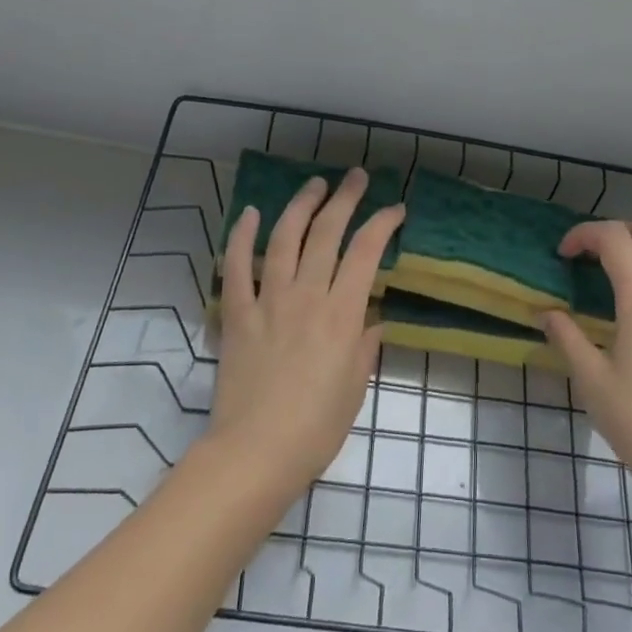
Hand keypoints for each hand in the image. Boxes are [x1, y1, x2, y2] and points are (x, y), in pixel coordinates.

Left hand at [207, 169, 404, 500]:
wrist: (256, 454)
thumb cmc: (316, 428)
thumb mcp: (355, 388)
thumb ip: (365, 347)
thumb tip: (372, 322)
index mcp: (342, 314)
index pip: (366, 252)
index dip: (382, 223)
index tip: (395, 209)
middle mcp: (307, 296)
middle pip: (327, 233)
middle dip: (345, 198)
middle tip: (355, 177)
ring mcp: (268, 301)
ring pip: (285, 238)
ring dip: (301, 206)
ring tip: (314, 184)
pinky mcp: (237, 314)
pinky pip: (236, 268)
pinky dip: (242, 237)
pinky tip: (251, 212)